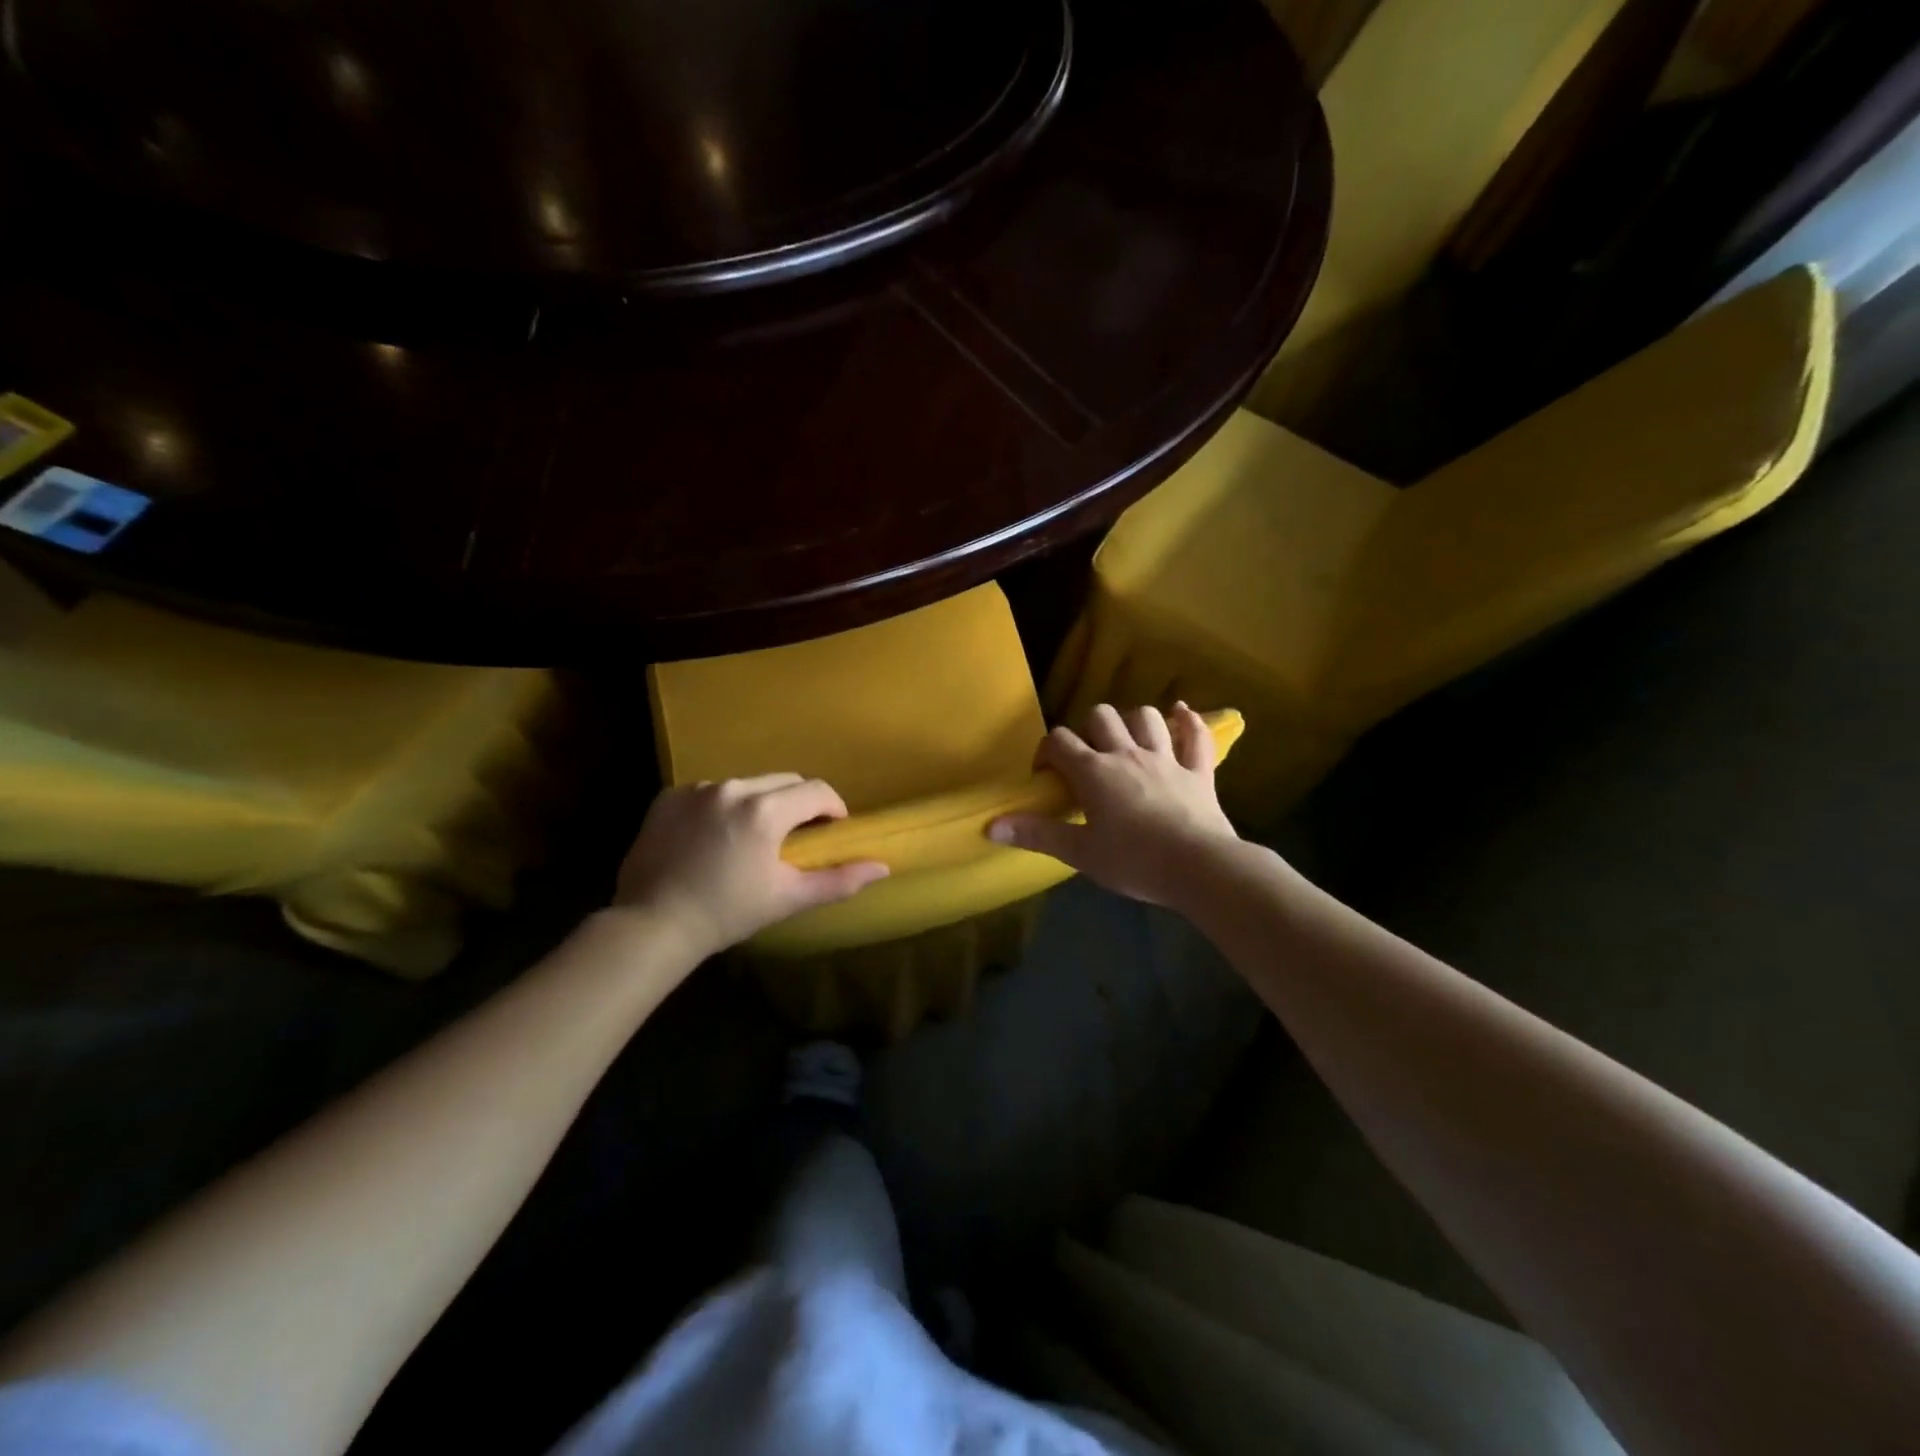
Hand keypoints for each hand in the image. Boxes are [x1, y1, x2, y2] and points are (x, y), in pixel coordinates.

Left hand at [615, 775, 888, 959]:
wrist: (652, 925)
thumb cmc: (727, 913)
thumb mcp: (787, 898)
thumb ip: (838, 880)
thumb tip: (883, 868)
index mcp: (765, 810)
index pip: (817, 790)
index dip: (833, 808)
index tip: (831, 831)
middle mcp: (732, 788)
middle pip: (784, 780)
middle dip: (799, 803)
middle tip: (796, 836)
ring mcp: (697, 789)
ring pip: (747, 784)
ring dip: (760, 802)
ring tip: (752, 838)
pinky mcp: (669, 797)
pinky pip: (711, 791)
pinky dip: (722, 806)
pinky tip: (714, 837)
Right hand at [989, 703, 1238, 907]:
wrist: (1198, 867)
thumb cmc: (1133, 861)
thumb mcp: (1079, 853)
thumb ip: (1036, 834)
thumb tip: (990, 826)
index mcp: (1094, 771)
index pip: (1060, 742)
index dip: (1047, 751)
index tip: (1046, 774)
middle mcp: (1127, 754)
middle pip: (1102, 716)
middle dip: (1089, 729)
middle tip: (1088, 758)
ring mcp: (1166, 758)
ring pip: (1147, 717)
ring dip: (1134, 721)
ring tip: (1128, 739)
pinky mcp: (1198, 771)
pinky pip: (1196, 736)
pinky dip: (1189, 722)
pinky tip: (1182, 713)